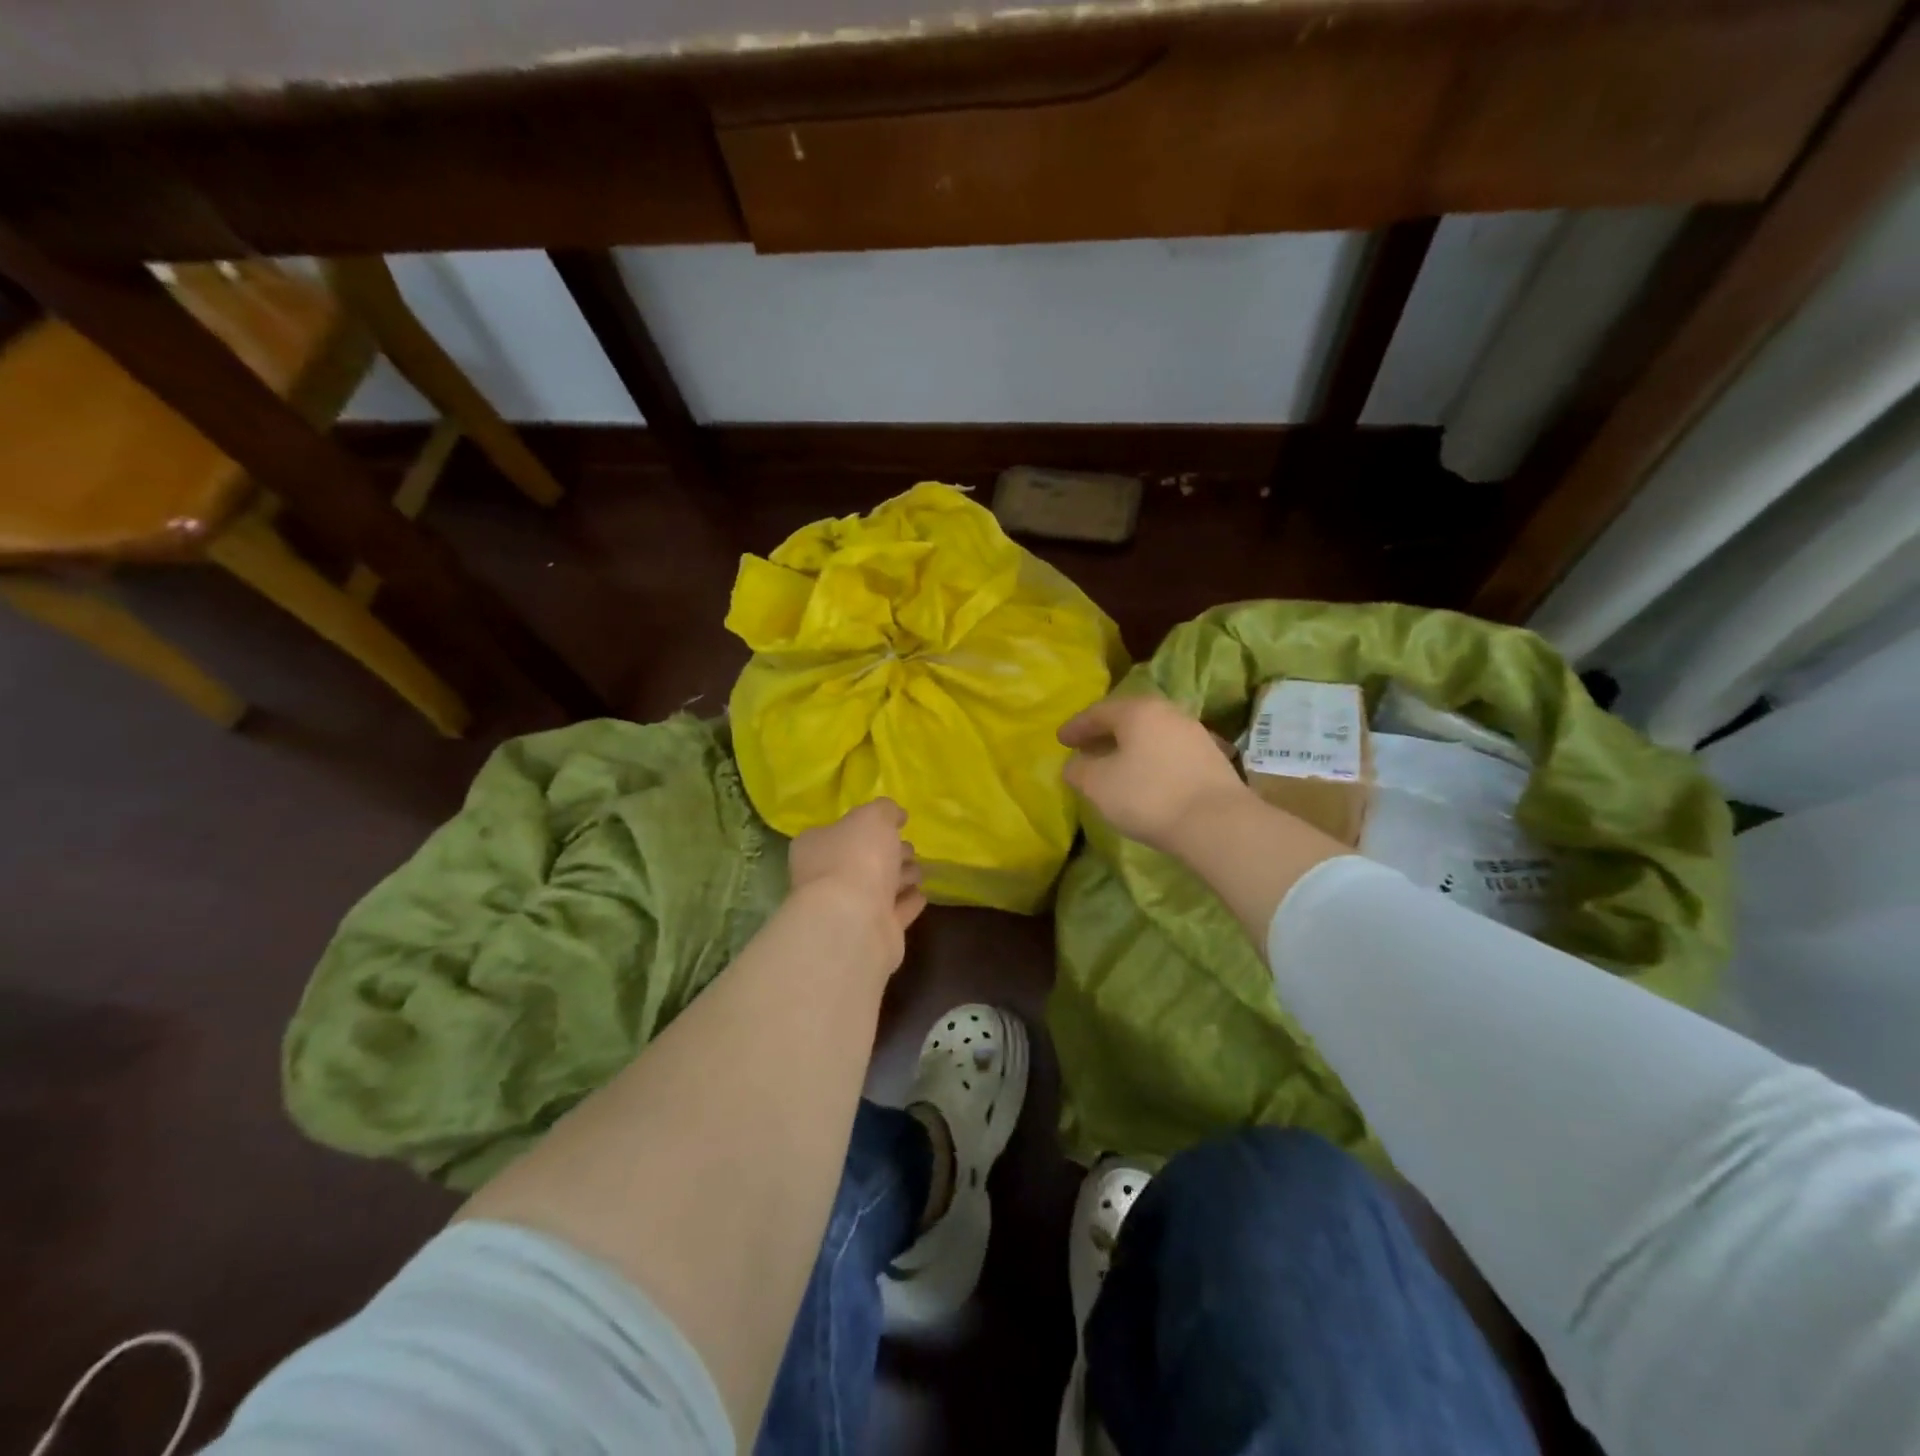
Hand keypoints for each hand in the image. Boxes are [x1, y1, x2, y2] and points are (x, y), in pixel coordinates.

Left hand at [787, 798, 926, 969]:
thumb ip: (885, 810)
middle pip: (861, 860)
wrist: (854, 921)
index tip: (895, 824)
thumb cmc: (857, 858)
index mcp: (816, 846)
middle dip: (888, 854)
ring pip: (879, 887)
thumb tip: (895, 814)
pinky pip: (893, 913)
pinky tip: (922, 895)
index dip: (867, 826)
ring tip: (920, 871)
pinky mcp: (871, 934)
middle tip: (910, 849)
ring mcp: (848, 909)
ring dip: (900, 878)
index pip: (840, 831)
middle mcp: (825, 878)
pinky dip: (907, 903)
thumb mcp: (873, 817)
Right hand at [1059, 694, 1252, 854]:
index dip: (1076, 727)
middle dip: (1103, 733)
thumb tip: (1075, 763)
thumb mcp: (1098, 785)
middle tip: (1085, 747)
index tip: (1060, 740)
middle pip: (1127, 718)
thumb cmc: (1148, 796)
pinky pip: (1168, 750)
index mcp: (1138, 710)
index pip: (1098, 712)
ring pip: (1150, 734)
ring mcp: (1194, 733)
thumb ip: (1078, 770)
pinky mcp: (1211, 757)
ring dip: (1129, 746)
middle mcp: (1168, 712)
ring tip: (1113, 764)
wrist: (1217, 823)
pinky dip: (1149, 758)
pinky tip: (1144, 777)